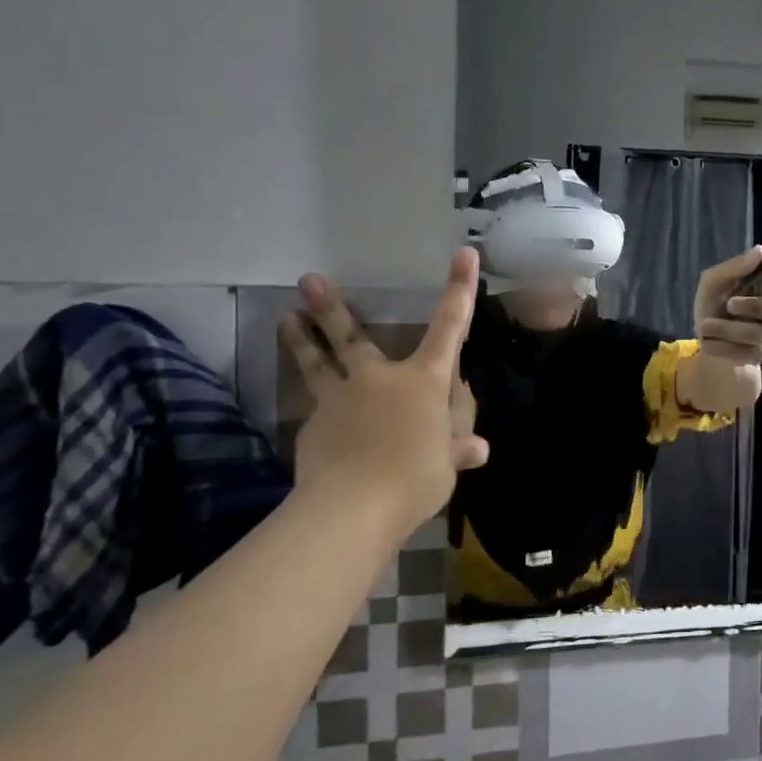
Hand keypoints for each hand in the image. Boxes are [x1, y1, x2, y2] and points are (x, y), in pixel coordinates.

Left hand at [278, 250, 489, 529]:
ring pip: (318, 363)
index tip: (463, 253)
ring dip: (301, 339)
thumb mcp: (447, 466)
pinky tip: (317, 420)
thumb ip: (457, 450)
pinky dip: (319, 407)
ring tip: (284, 316)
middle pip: (353, 337)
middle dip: (332, 307)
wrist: (351, 507)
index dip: (459, 289)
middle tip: (308, 279)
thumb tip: (477, 448)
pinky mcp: (313, 426)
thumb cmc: (414, 478)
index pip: (449, 327)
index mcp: (423, 381)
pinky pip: (317, 410)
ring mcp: (340, 400)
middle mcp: (380, 379)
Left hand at [692, 245, 761, 394]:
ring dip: (728, 328)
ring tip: (704, 325)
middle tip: (729, 304)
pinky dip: (722, 347)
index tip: (756, 285)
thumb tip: (761, 250)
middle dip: (757, 306)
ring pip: (761, 334)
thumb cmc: (714, 306)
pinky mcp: (758, 358)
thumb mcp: (714, 282)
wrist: (704, 341)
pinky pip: (746, 354)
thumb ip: (734, 267)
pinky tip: (707, 343)